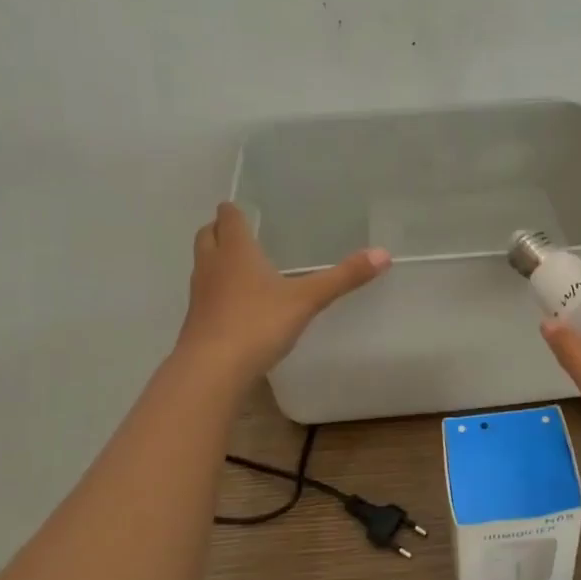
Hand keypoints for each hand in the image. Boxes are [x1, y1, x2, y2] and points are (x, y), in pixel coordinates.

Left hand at [175, 203, 389, 382]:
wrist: (212, 370)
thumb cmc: (258, 323)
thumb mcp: (307, 299)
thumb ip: (343, 277)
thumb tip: (383, 254)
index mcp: (236, 250)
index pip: (228, 217)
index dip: (235, 211)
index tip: (245, 209)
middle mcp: (212, 265)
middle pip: (207, 235)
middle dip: (221, 230)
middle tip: (242, 233)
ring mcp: (200, 293)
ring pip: (204, 264)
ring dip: (217, 259)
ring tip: (243, 266)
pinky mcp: (197, 320)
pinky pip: (206, 294)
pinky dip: (218, 290)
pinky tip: (239, 304)